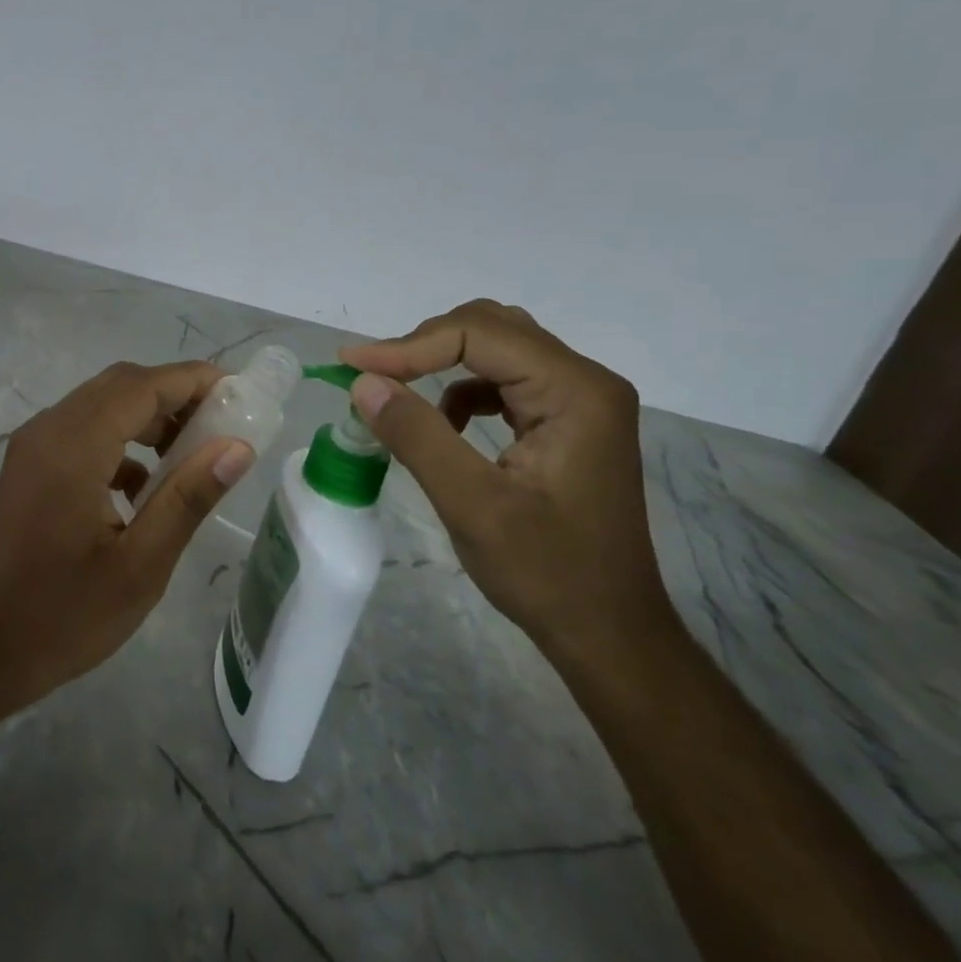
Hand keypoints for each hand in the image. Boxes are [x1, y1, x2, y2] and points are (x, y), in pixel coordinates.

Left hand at [0, 360, 257, 713]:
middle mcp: (49, 430)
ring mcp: (34, 446)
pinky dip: (121, 441)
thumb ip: (188, 498)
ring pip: (100, 405)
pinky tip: (145, 487)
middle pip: (119, 385)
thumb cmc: (65, 615)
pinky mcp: (30, 466)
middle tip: (221, 423)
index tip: (238, 391)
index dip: (192, 380)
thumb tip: (237, 447)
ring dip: (147, 417)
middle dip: (173, 395)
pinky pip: (83, 432)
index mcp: (74, 447)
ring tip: (192, 453)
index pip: (141, 386)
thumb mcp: (140, 565)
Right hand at [340, 300, 668, 664]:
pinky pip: (503, 380)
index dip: (409, 346)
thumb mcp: (473, 506)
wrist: (608, 633)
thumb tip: (362, 382)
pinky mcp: (566, 421)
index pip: (480, 335)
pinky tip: (442, 425)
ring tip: (395, 391)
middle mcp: (584, 382)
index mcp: (576, 392)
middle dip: (424, 345)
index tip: (352, 365)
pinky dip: (461, 390)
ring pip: (496, 348)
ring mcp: (579, 401)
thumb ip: (417, 436)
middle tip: (372, 375)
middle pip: (490, 328)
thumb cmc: (548, 574)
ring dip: (440, 362)